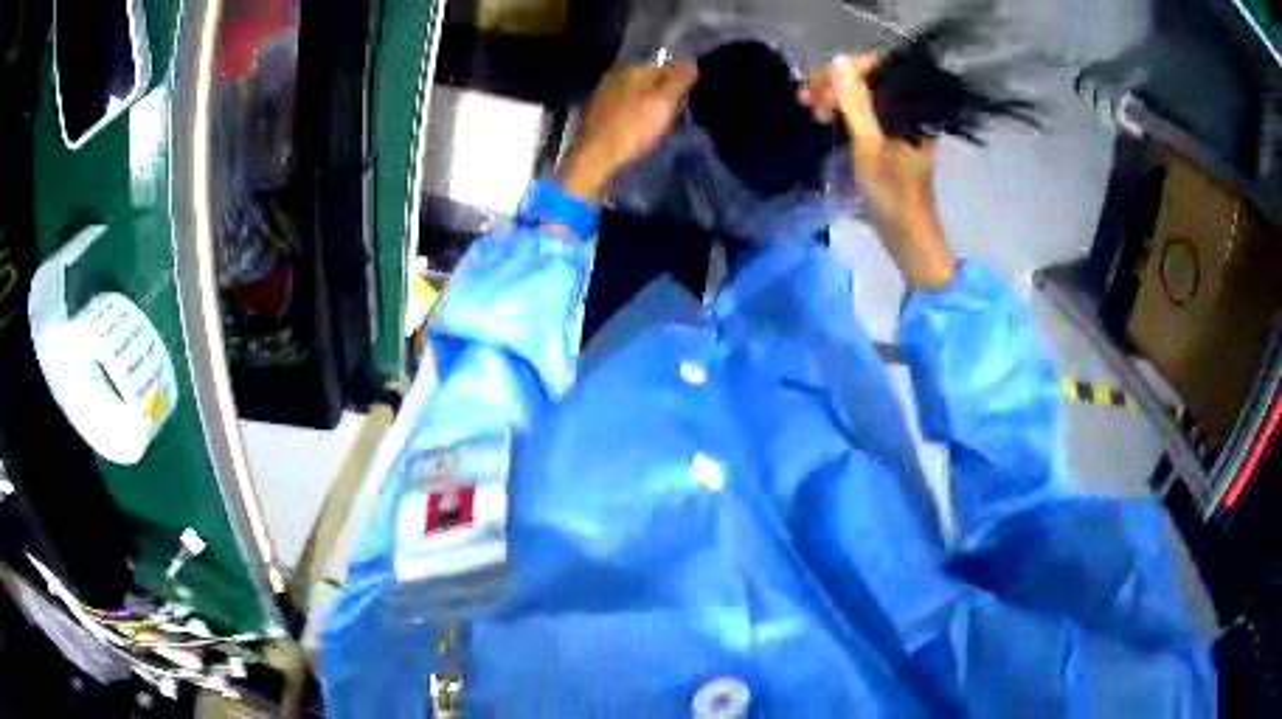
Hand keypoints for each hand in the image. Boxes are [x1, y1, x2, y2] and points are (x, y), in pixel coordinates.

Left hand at [558, 62, 697, 204]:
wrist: (594, 160)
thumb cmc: (632, 130)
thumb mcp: (663, 102)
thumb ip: (679, 79)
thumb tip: (691, 61)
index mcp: (633, 69)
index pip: (667, 66)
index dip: (682, 83)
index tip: (687, 101)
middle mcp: (615, 76)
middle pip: (651, 80)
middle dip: (665, 93)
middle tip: (676, 114)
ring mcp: (604, 95)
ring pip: (638, 94)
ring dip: (650, 105)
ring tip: (660, 123)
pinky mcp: (598, 114)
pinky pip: (626, 108)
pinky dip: (635, 115)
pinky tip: (639, 129)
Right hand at [800, 54, 955, 288]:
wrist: (908, 238)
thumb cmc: (893, 196)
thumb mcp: (869, 147)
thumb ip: (855, 104)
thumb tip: (839, 62)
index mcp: (911, 110)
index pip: (881, 69)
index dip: (848, 69)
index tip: (820, 82)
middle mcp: (908, 112)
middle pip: (871, 82)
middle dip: (837, 84)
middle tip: (807, 98)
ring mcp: (898, 126)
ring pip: (864, 99)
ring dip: (835, 99)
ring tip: (808, 106)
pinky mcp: (889, 140)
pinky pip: (864, 115)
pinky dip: (843, 114)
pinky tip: (823, 117)